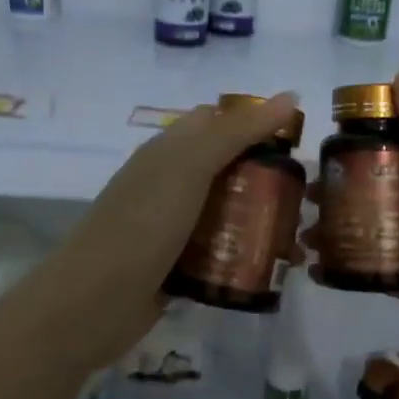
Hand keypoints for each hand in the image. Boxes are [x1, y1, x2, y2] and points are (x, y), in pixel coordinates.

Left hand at [32, 93, 303, 367]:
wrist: (93, 302)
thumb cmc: (142, 224)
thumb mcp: (190, 167)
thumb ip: (237, 131)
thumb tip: (289, 96)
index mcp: (169, 151)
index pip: (218, 121)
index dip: (255, 124)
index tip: (297, 144)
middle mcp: (170, 182)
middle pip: (227, 168)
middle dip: (266, 177)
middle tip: (305, 197)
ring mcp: (172, 225)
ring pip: (226, 211)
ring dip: (259, 219)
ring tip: (297, 237)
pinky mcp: (177, 264)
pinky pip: (218, 250)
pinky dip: (243, 253)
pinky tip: (270, 267)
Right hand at [314, 64, 398, 394]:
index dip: (365, 132)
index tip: (323, 138)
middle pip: (381, 181)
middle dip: (341, 183)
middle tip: (304, 191)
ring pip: (373, 223)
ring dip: (338, 224)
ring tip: (302, 233)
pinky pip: (373, 262)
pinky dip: (345, 262)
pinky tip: (315, 267)